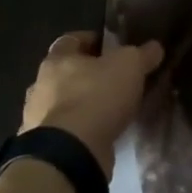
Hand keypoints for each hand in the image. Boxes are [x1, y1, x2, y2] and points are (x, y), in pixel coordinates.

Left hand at [19, 32, 163, 177]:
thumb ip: (142, 54)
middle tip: (113, 79)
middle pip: (64, 72)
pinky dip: (78, 130)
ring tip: (108, 110)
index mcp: (56, 59)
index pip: (70, 40)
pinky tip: (98, 134)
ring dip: (80, 104)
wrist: (71, 152)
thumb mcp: (130, 66)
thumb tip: (154, 47)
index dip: (91, 40)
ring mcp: (37, 118)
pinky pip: (64, 130)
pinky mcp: (43, 146)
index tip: (111, 47)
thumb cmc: (96, 96)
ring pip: (62, 102)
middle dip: (86, 74)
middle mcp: (40, 85)